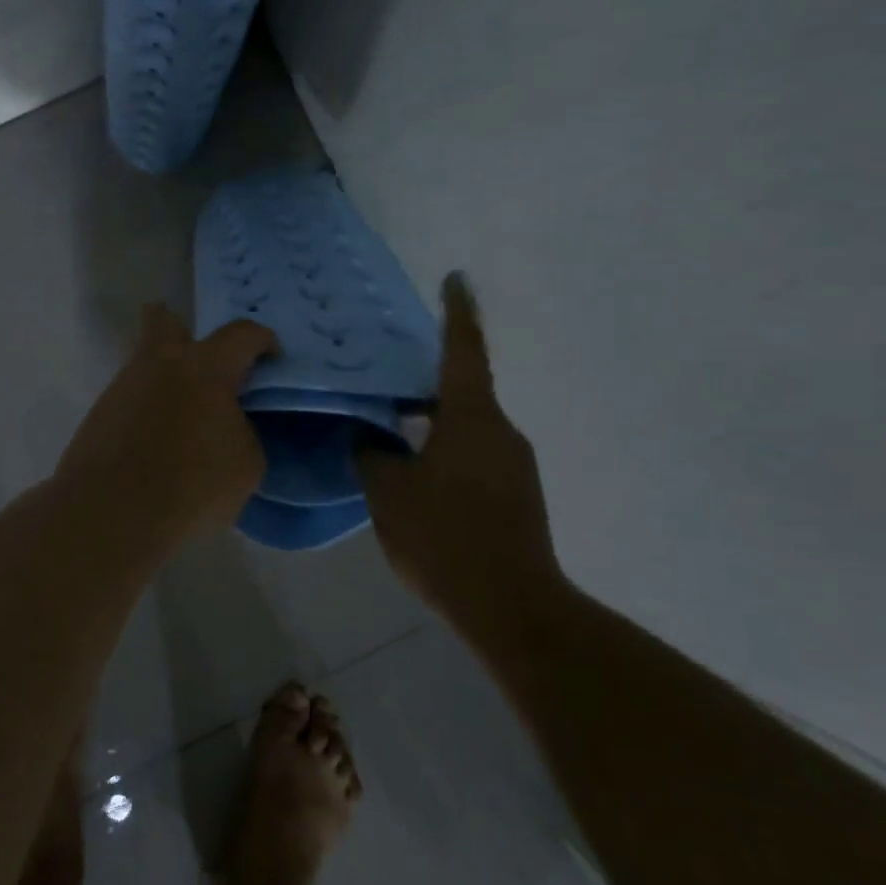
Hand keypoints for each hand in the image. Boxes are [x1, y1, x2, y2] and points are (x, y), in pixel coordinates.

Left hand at [57, 305, 276, 544]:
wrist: (110, 514)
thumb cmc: (191, 485)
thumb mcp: (246, 464)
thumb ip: (244, 430)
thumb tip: (228, 424)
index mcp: (204, 366)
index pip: (242, 333)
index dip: (262, 341)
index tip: (270, 360)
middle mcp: (159, 364)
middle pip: (164, 321)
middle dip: (184, 330)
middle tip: (203, 363)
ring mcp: (122, 387)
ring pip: (145, 366)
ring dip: (166, 381)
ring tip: (184, 421)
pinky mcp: (98, 415)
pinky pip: (130, 400)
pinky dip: (147, 412)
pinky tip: (156, 443)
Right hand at [357, 275, 560, 611]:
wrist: (510, 605)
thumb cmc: (443, 536)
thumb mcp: (388, 492)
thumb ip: (371, 454)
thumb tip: (368, 436)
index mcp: (471, 418)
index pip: (463, 350)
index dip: (457, 312)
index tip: (456, 279)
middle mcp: (500, 431)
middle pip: (461, 391)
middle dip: (425, 384)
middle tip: (385, 382)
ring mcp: (514, 465)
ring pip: (466, 428)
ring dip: (432, 425)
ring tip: (391, 434)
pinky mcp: (518, 495)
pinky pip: (475, 457)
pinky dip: (444, 454)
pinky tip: (415, 479)